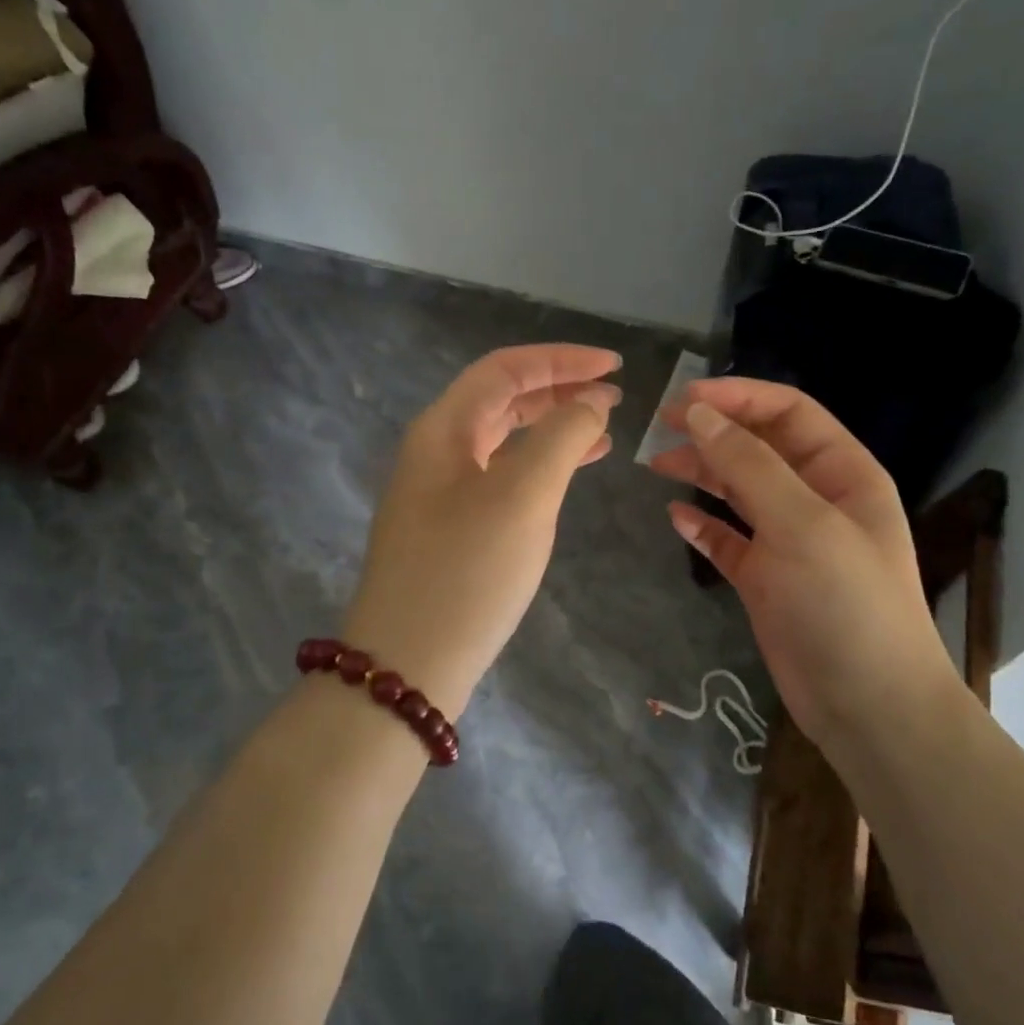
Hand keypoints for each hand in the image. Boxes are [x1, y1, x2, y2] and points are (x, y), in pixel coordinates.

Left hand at [343, 345, 622, 719]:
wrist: (407, 664)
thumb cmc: (466, 572)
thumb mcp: (523, 496)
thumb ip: (562, 437)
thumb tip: (591, 402)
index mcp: (443, 428)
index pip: (505, 369)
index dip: (562, 360)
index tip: (616, 367)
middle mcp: (436, 450)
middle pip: (501, 399)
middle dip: (559, 390)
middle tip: (614, 398)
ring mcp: (440, 491)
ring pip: (504, 439)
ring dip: (552, 428)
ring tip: (604, 431)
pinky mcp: (451, 528)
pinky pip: (501, 477)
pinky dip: (539, 467)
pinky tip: (569, 476)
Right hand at [650, 378, 963, 748]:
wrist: (869, 706)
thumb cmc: (845, 604)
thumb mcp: (801, 524)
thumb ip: (749, 466)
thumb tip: (698, 414)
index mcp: (843, 473)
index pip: (789, 414)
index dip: (738, 398)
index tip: (683, 400)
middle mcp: (816, 500)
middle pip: (759, 448)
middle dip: (713, 433)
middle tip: (659, 429)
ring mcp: (790, 542)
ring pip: (739, 491)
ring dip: (701, 474)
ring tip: (657, 465)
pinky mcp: (766, 580)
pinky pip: (729, 540)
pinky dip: (703, 526)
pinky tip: (676, 518)